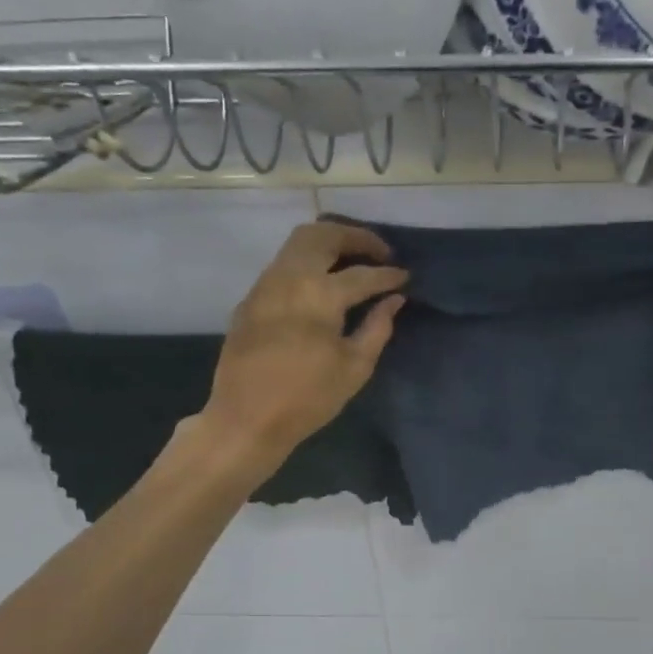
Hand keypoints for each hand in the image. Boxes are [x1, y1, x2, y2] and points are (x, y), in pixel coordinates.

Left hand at [199, 222, 407, 468]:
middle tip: (378, 252)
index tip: (405, 277)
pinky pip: (283, 265)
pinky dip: (308, 262)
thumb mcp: (355, 367)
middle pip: (323, 234)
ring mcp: (265, 285)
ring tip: (352, 261)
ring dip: (329, 243)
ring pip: (298, 243)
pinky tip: (321, 284)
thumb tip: (393, 300)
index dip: (388, 274)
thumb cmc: (308, 398)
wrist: (247, 418)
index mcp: (320, 294)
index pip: (363, 274)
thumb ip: (378, 327)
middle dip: (355, 237)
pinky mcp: (251, 299)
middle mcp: (289, 277)